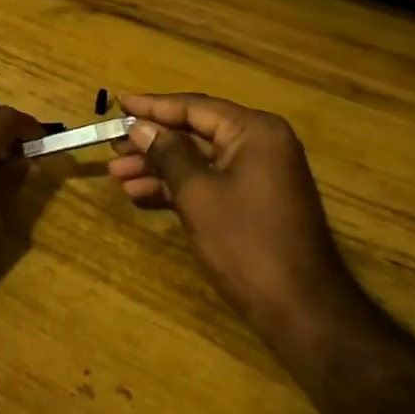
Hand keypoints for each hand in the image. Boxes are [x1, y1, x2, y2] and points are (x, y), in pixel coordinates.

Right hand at [107, 92, 359, 338]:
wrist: (301, 309)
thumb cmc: (246, 243)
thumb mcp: (198, 194)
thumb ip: (167, 154)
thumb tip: (140, 126)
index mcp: (254, 131)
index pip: (195, 107)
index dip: (153, 106)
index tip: (118, 104)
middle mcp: (260, 144)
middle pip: (196, 132)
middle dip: (152, 142)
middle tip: (112, 147)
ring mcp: (259, 175)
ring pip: (199, 161)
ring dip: (159, 168)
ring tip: (117, 176)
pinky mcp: (254, 202)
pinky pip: (210, 183)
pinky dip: (178, 189)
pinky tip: (141, 195)